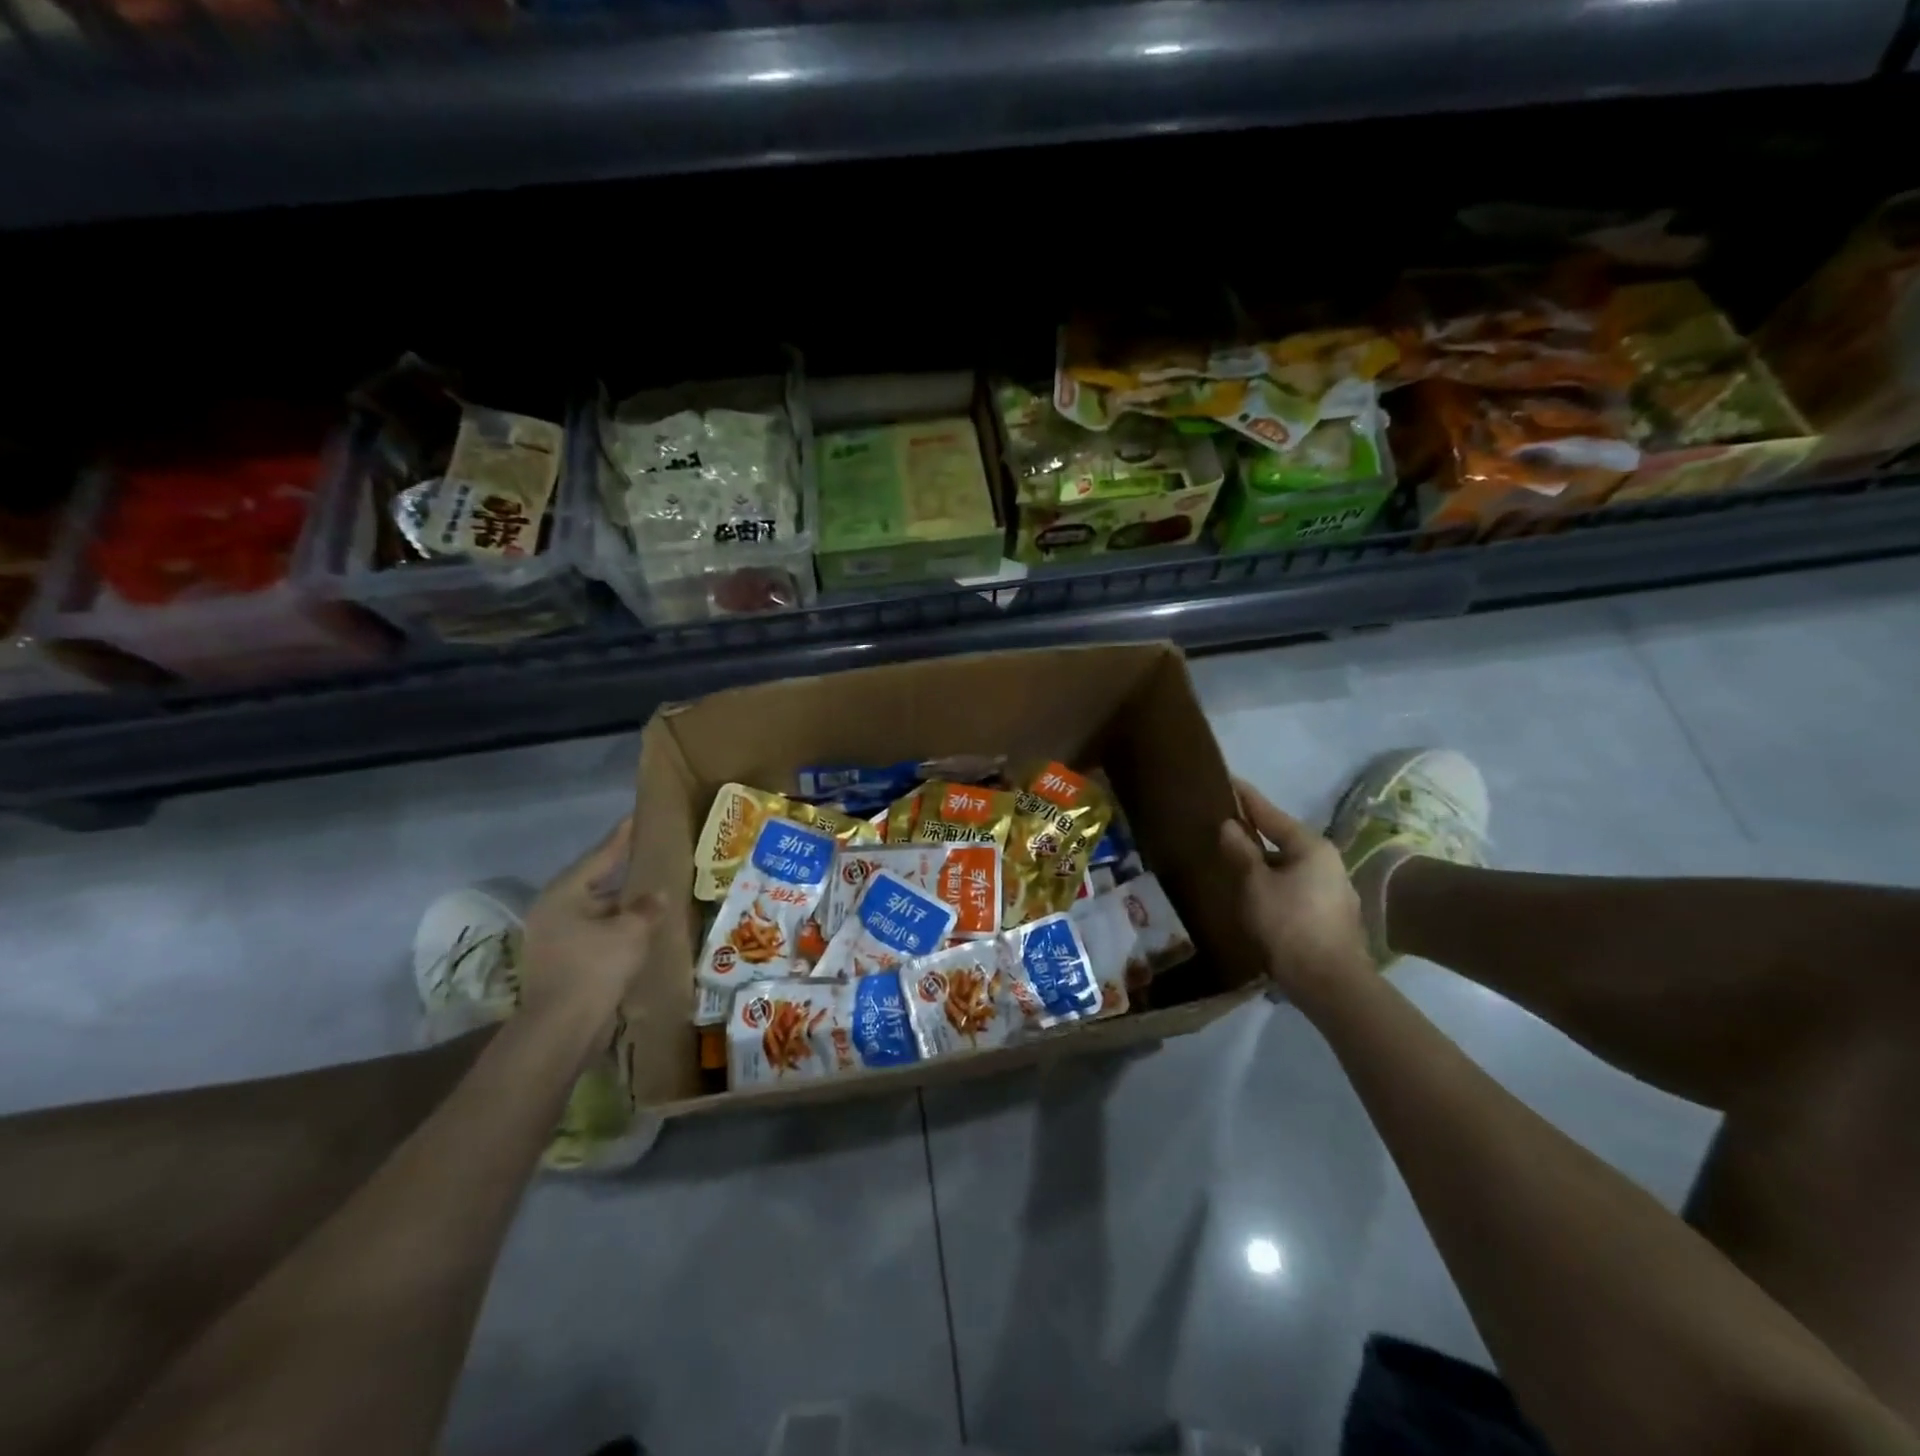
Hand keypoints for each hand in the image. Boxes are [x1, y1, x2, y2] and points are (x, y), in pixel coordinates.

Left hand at [520, 817, 664, 1021]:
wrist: (562, 1028)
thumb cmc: (595, 968)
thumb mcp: (630, 931)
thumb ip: (646, 907)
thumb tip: (655, 895)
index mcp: (564, 893)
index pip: (600, 856)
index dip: (622, 837)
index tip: (636, 817)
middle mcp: (553, 910)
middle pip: (595, 882)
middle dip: (622, 872)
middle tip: (649, 855)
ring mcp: (554, 937)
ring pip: (596, 910)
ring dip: (621, 904)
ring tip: (651, 893)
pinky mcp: (562, 961)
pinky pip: (595, 932)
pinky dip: (616, 927)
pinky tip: (638, 928)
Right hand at [1218, 778, 1373, 1006]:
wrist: (1330, 983)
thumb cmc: (1289, 925)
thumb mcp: (1255, 885)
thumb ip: (1240, 851)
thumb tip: (1229, 825)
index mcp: (1310, 846)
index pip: (1270, 813)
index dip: (1245, 797)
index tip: (1227, 780)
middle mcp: (1327, 860)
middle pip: (1282, 838)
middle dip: (1253, 832)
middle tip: (1223, 825)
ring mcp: (1333, 888)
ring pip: (1288, 865)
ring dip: (1263, 862)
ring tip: (1234, 861)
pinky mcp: (1331, 914)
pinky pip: (1295, 886)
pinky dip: (1274, 883)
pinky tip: (1257, 894)